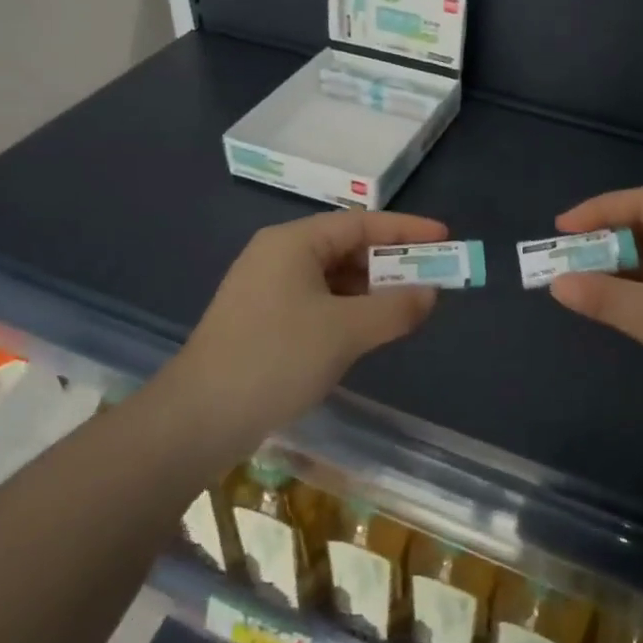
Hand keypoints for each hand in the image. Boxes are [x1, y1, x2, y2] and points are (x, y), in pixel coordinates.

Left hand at [166, 211, 448, 452]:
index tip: (445, 238)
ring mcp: (266, 289)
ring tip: (406, 308)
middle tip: (431, 280)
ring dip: (371, 290)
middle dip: (391, 264)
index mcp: (294, 243)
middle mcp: (278, 256)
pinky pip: (317, 302)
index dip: (406, 229)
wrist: (197, 419)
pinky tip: (367, 331)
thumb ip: (394, 309)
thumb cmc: (275, 358)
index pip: (361, 223)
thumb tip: (430, 294)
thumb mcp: (345, 331)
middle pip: (347, 248)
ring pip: (333, 278)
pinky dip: (348, 310)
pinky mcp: (262, 320)